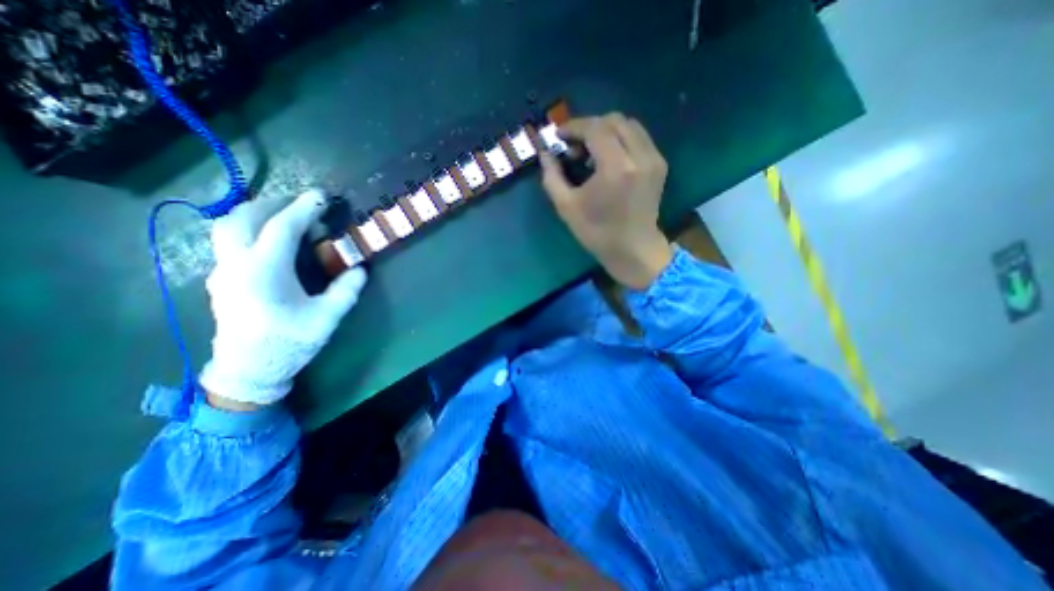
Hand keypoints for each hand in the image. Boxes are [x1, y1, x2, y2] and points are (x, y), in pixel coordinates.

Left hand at [199, 189, 367, 410]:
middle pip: (243, 217)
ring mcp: (223, 271)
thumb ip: (346, 290)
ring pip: (228, 226)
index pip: (281, 227)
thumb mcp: (327, 318)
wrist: (249, 369)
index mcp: (263, 271)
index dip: (303, 208)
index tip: (321, 196)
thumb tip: (360, 269)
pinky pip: (229, 241)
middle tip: (303, 206)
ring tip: (285, 218)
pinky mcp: (221, 279)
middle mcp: (236, 264)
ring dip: (256, 214)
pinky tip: (272, 242)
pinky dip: (250, 230)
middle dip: (274, 204)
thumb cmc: (289, 342)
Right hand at [539, 110, 670, 287]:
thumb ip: (552, 176)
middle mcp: (639, 156)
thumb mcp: (567, 207)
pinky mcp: (660, 164)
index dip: (574, 126)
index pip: (595, 128)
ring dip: (606, 131)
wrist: (634, 249)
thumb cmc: (597, 233)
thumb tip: (545, 153)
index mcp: (616, 168)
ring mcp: (654, 159)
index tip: (559, 135)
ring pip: (629, 125)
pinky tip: (608, 158)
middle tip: (574, 146)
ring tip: (590, 152)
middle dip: (590, 126)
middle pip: (614, 120)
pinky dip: (620, 139)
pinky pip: (639, 138)